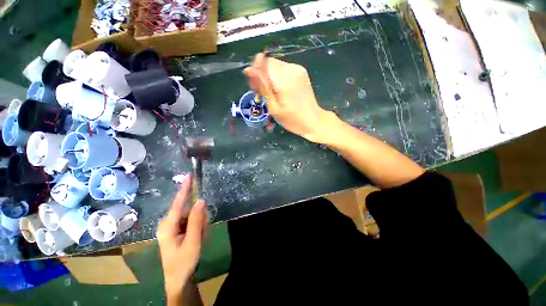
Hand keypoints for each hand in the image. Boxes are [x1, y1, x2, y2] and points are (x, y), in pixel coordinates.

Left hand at [157, 176, 207, 301]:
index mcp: (168, 226)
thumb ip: (197, 220)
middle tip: (203, 232)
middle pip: (189, 210)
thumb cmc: (184, 262)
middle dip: (199, 218)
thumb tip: (201, 200)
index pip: (178, 203)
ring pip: (192, 216)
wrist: (178, 278)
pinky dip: (198, 227)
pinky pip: (191, 221)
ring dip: (200, 225)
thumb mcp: (193, 241)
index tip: (189, 175)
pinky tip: (198, 237)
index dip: (184, 188)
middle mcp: (168, 223)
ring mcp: (172, 226)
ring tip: (200, 238)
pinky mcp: (176, 229)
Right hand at [244, 53, 336, 143]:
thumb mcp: (273, 107)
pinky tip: (278, 90)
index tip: (254, 86)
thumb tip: (249, 70)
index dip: (255, 71)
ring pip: (275, 65)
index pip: (263, 61)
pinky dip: (277, 77)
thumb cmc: (292, 119)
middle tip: (259, 91)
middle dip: (261, 74)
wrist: (313, 121)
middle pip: (269, 62)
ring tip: (269, 92)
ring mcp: (298, 69)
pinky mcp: (301, 72)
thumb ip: (262, 86)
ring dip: (269, 76)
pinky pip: (283, 69)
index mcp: (284, 78)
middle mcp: (292, 68)